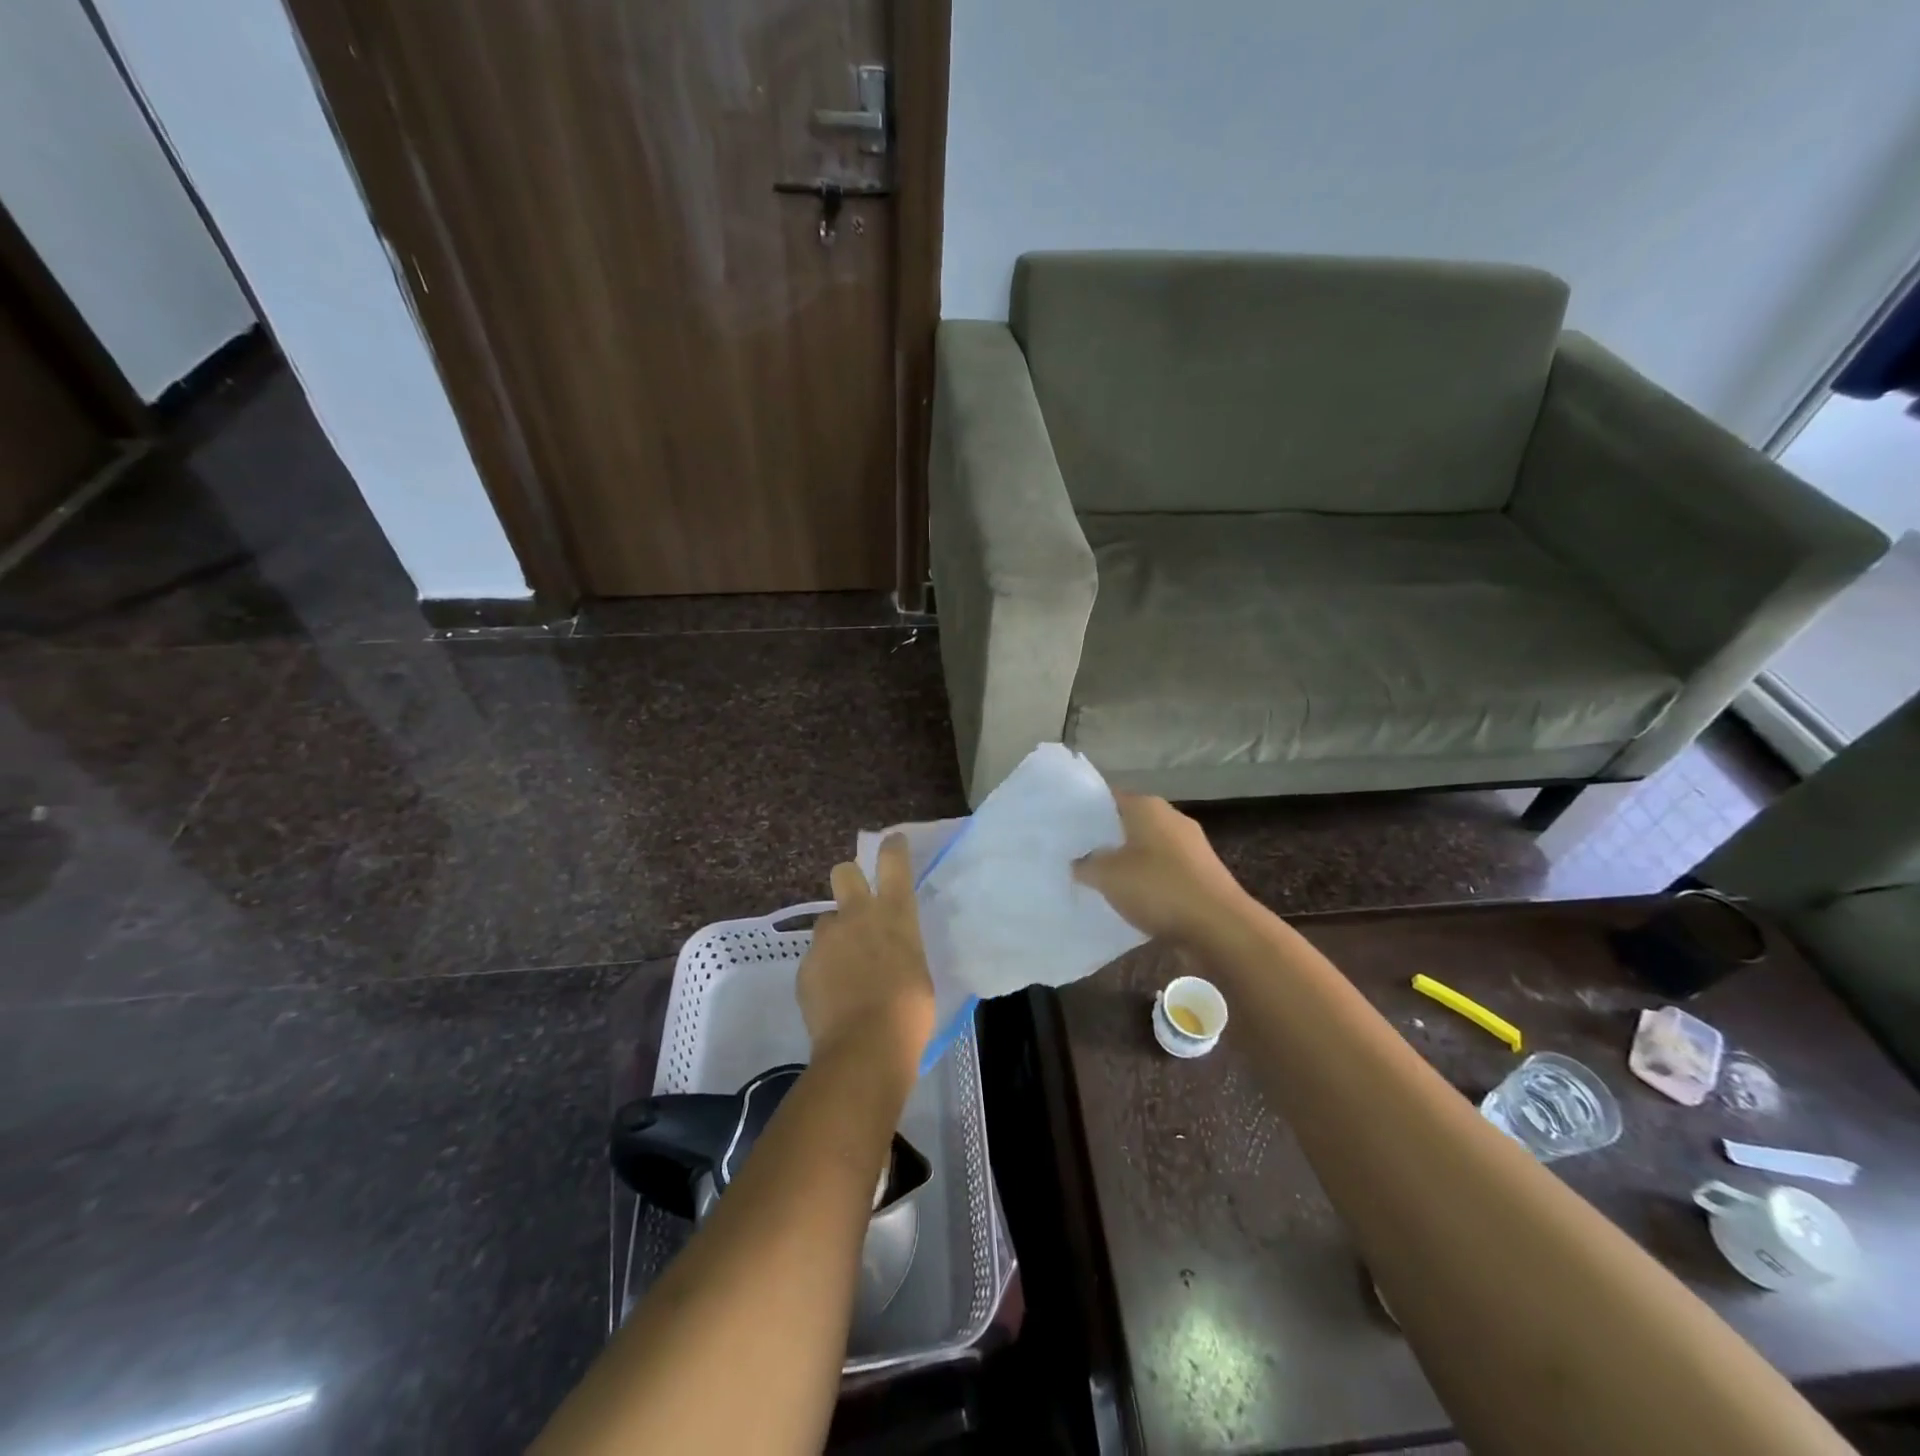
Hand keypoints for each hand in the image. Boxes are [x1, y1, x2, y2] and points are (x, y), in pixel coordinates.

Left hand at [797, 834, 935, 1075]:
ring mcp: (827, 939)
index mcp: (895, 915)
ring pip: (826, 921)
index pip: (893, 863)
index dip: (892, 847)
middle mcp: (858, 916)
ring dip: (835, 935)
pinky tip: (833, 996)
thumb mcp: (917, 970)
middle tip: (856, 904)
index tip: (891, 842)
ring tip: (845, 968)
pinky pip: (815, 958)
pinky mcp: (805, 965)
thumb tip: (891, 952)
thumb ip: (901, 949)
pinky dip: (824, 971)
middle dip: (848, 879)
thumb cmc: (910, 1012)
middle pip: (843, 872)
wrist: (865, 1047)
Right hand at [1074, 792, 1249, 942]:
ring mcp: (1190, 847)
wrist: (1220, 927)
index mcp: (1147, 807)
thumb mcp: (1107, 876)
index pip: (1108, 798)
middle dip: (1105, 840)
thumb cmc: (1158, 888)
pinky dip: (1148, 882)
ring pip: (1147, 849)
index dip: (1085, 813)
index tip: (1066, 831)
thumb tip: (1079, 861)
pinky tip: (1132, 900)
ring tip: (1100, 882)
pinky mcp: (1201, 874)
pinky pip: (1164, 872)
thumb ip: (1086, 864)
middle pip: (1128, 824)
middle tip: (1076, 857)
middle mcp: (1171, 818)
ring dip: (1127, 863)